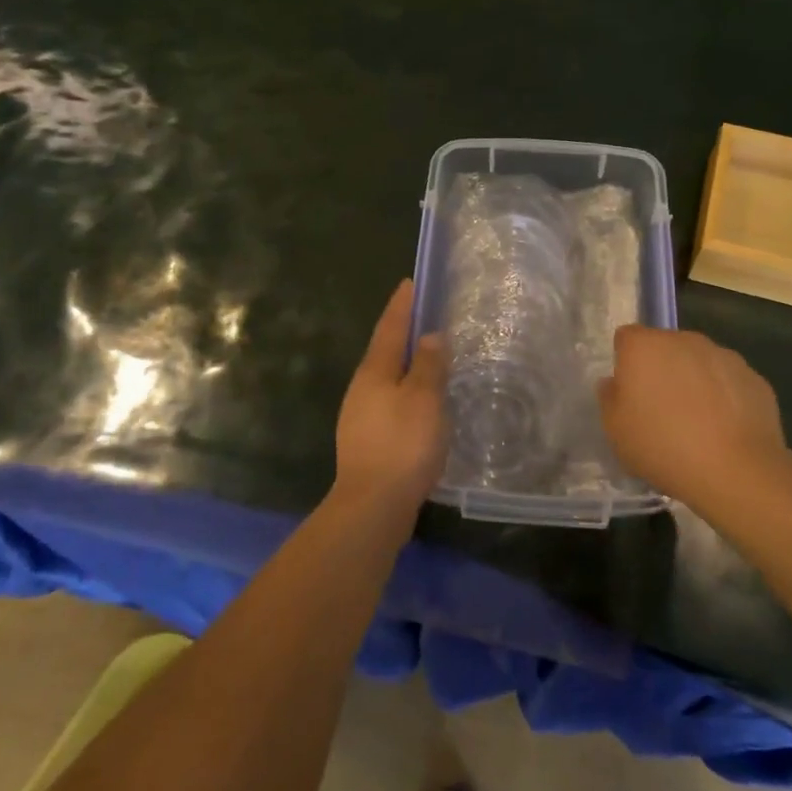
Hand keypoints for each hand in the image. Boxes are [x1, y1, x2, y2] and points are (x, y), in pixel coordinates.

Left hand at [333, 280, 445, 511]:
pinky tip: (420, 403)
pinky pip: (390, 402)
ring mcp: (361, 416)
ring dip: (405, 364)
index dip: (402, 305)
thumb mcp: (424, 399)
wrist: (372, 506)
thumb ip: (429, 365)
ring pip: (386, 378)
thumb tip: (430, 337)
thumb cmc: (402, 445)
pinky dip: (406, 392)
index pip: (390, 327)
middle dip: (402, 332)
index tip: (409, 283)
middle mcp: (362, 388)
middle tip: (423, 317)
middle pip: (384, 351)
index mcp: (375, 371)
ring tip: (428, 358)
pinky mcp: (368, 441)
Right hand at [598, 326, 789, 510]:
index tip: (629, 393)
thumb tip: (614, 383)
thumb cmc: (663, 446)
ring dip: (694, 381)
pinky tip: (725, 430)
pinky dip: (724, 397)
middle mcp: (684, 340)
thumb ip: (609, 398)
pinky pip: (729, 381)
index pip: (626, 338)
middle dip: (661, 369)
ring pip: (700, 362)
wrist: (735, 471)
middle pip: (665, 347)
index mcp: (645, 347)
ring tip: (696, 424)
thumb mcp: (616, 431)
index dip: (625, 363)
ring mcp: (724, 355)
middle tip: (660, 409)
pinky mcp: (754, 378)